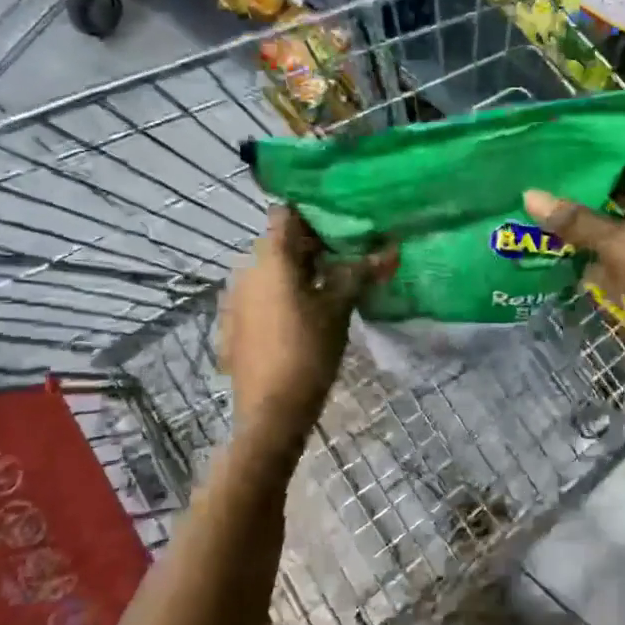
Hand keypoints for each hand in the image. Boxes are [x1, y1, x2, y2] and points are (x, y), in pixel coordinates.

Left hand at [220, 209, 393, 435]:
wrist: (271, 410)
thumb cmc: (308, 350)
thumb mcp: (340, 309)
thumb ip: (360, 273)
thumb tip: (391, 248)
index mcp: (270, 257)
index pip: (287, 213)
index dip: (314, 213)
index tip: (342, 222)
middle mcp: (245, 268)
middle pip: (279, 242)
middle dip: (312, 246)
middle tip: (348, 256)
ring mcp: (235, 297)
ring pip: (269, 269)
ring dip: (297, 271)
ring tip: (331, 286)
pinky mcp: (233, 323)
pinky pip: (260, 294)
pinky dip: (281, 294)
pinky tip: (304, 315)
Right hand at [524, 151, 624, 388]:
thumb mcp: (616, 243)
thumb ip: (574, 220)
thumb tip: (529, 194)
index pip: (623, 147)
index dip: (591, 144)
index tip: (553, 142)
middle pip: (615, 182)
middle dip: (580, 184)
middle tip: (535, 176)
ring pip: (614, 215)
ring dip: (583, 217)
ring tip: (538, 208)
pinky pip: (617, 244)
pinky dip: (594, 245)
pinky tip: (561, 246)